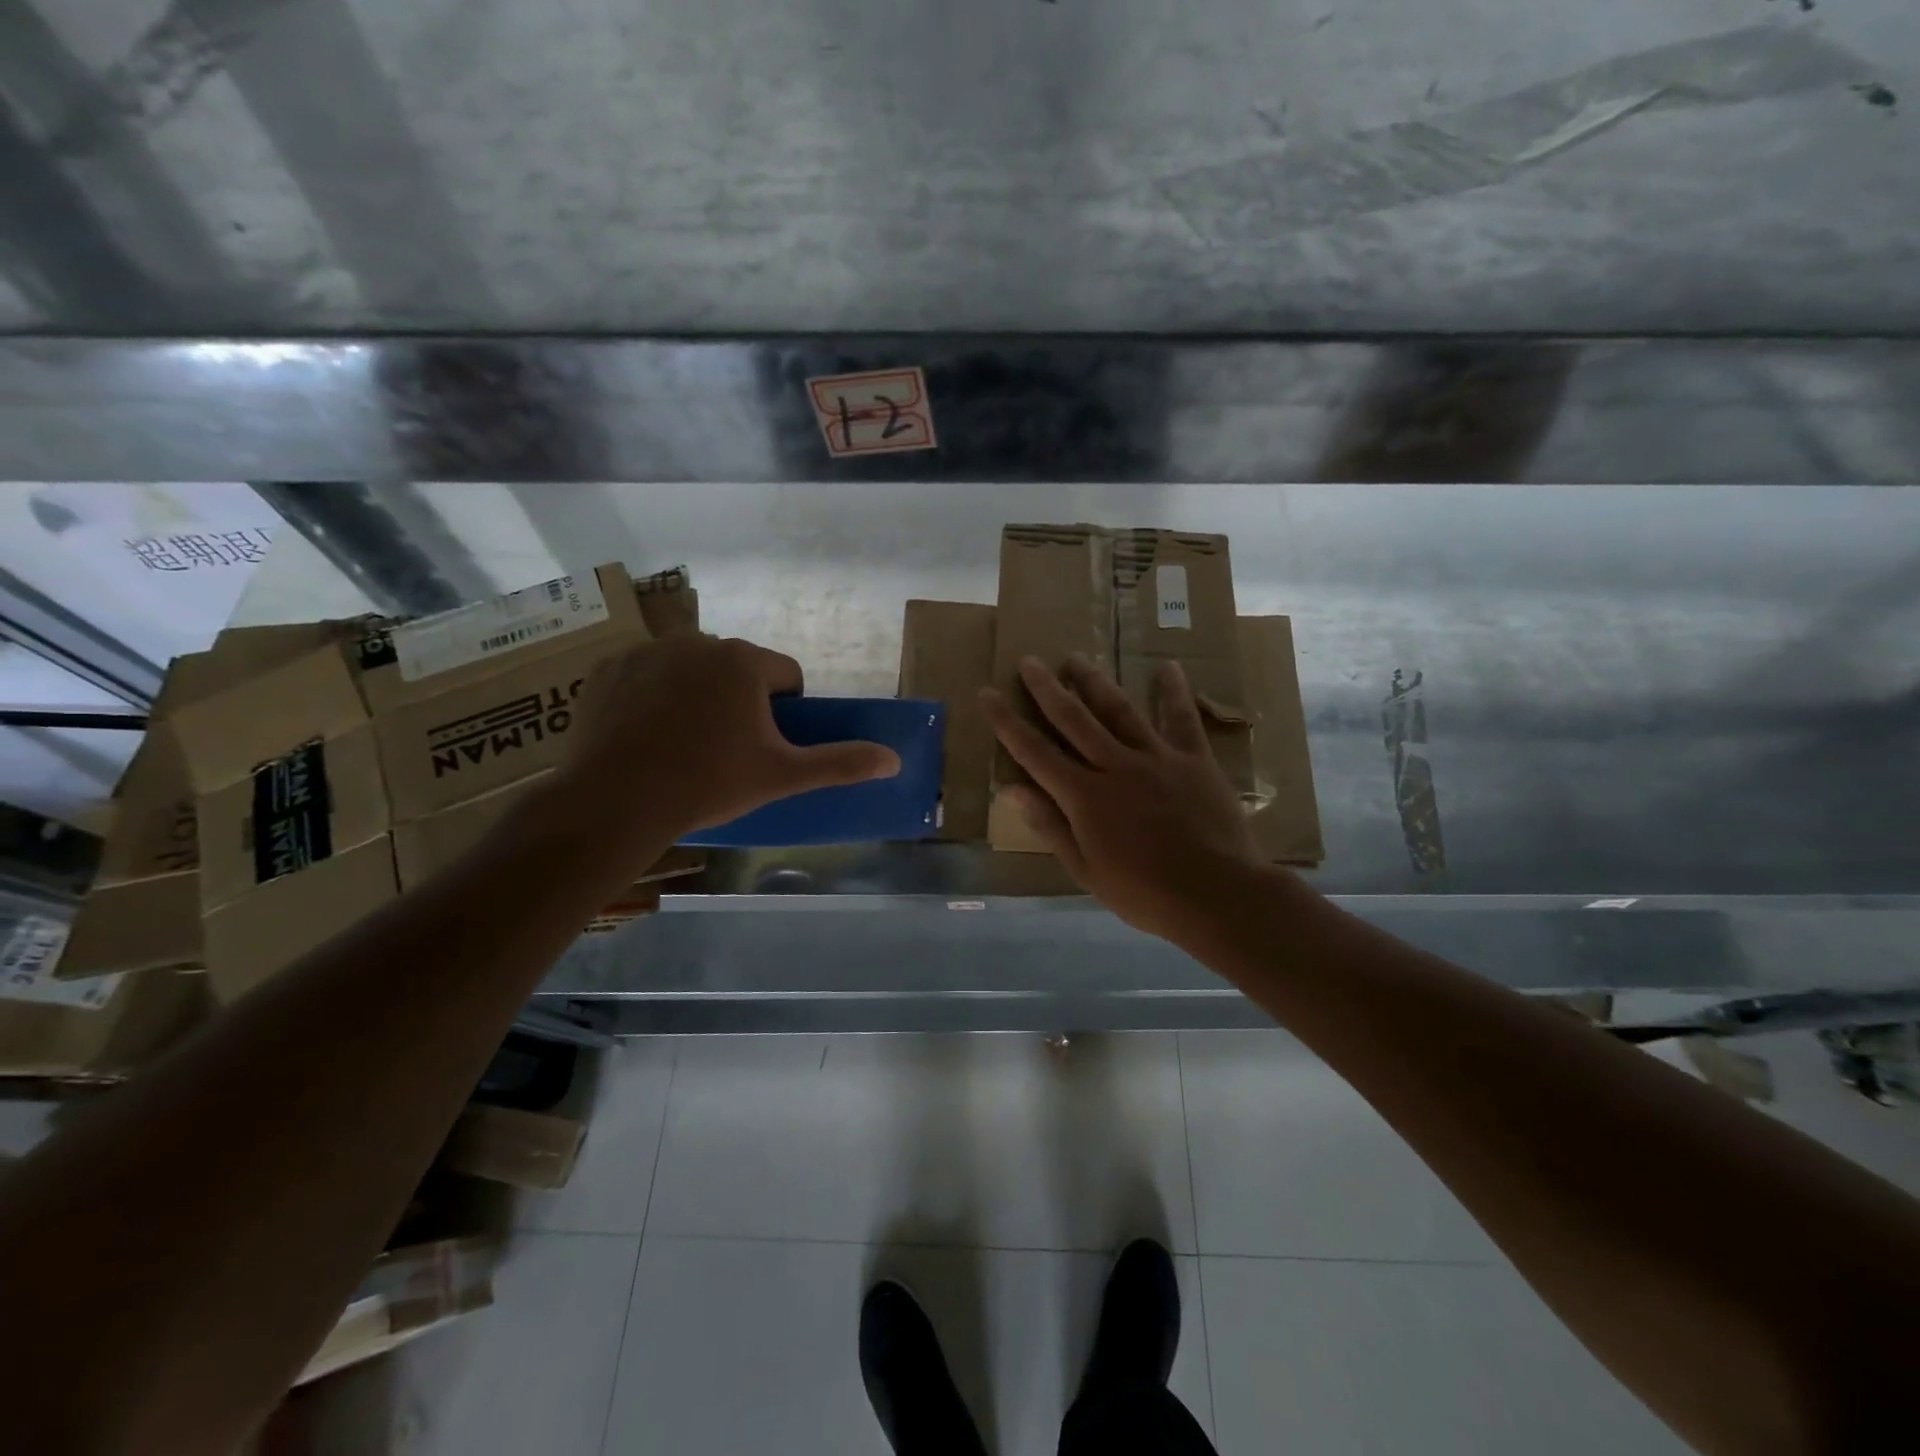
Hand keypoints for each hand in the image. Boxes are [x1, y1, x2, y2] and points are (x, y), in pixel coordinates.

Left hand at [544, 635, 900, 869]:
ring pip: (691, 670)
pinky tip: (643, 734)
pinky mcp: (608, 667)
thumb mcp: (781, 776)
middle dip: (739, 701)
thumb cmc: (708, 783)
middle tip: (725, 749)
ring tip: (681, 744)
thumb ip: (840, 763)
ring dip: (696, 695)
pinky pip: (646, 675)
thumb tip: (894, 759)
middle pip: (737, 670)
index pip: (785, 675)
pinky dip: (651, 696)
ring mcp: (648, 650)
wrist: (616, 800)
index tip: (765, 745)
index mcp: (744, 661)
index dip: (784, 711)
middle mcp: (698, 641)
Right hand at [982, 655, 1261, 943]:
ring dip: (1094, 682)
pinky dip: (1173, 692)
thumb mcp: (1086, 870)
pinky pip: (1181, 719)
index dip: (1007, 722)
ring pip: (1119, 710)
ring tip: (1075, 659)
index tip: (988, 694)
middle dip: (1047, 689)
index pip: (1035, 752)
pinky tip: (1168, 667)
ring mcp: (1156, 758)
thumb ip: (1050, 826)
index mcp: (1085, 797)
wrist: (1217, 895)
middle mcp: (1115, 766)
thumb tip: (1011, 790)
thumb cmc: (1144, 893)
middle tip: (1029, 661)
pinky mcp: (1193, 759)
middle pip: (1074, 719)